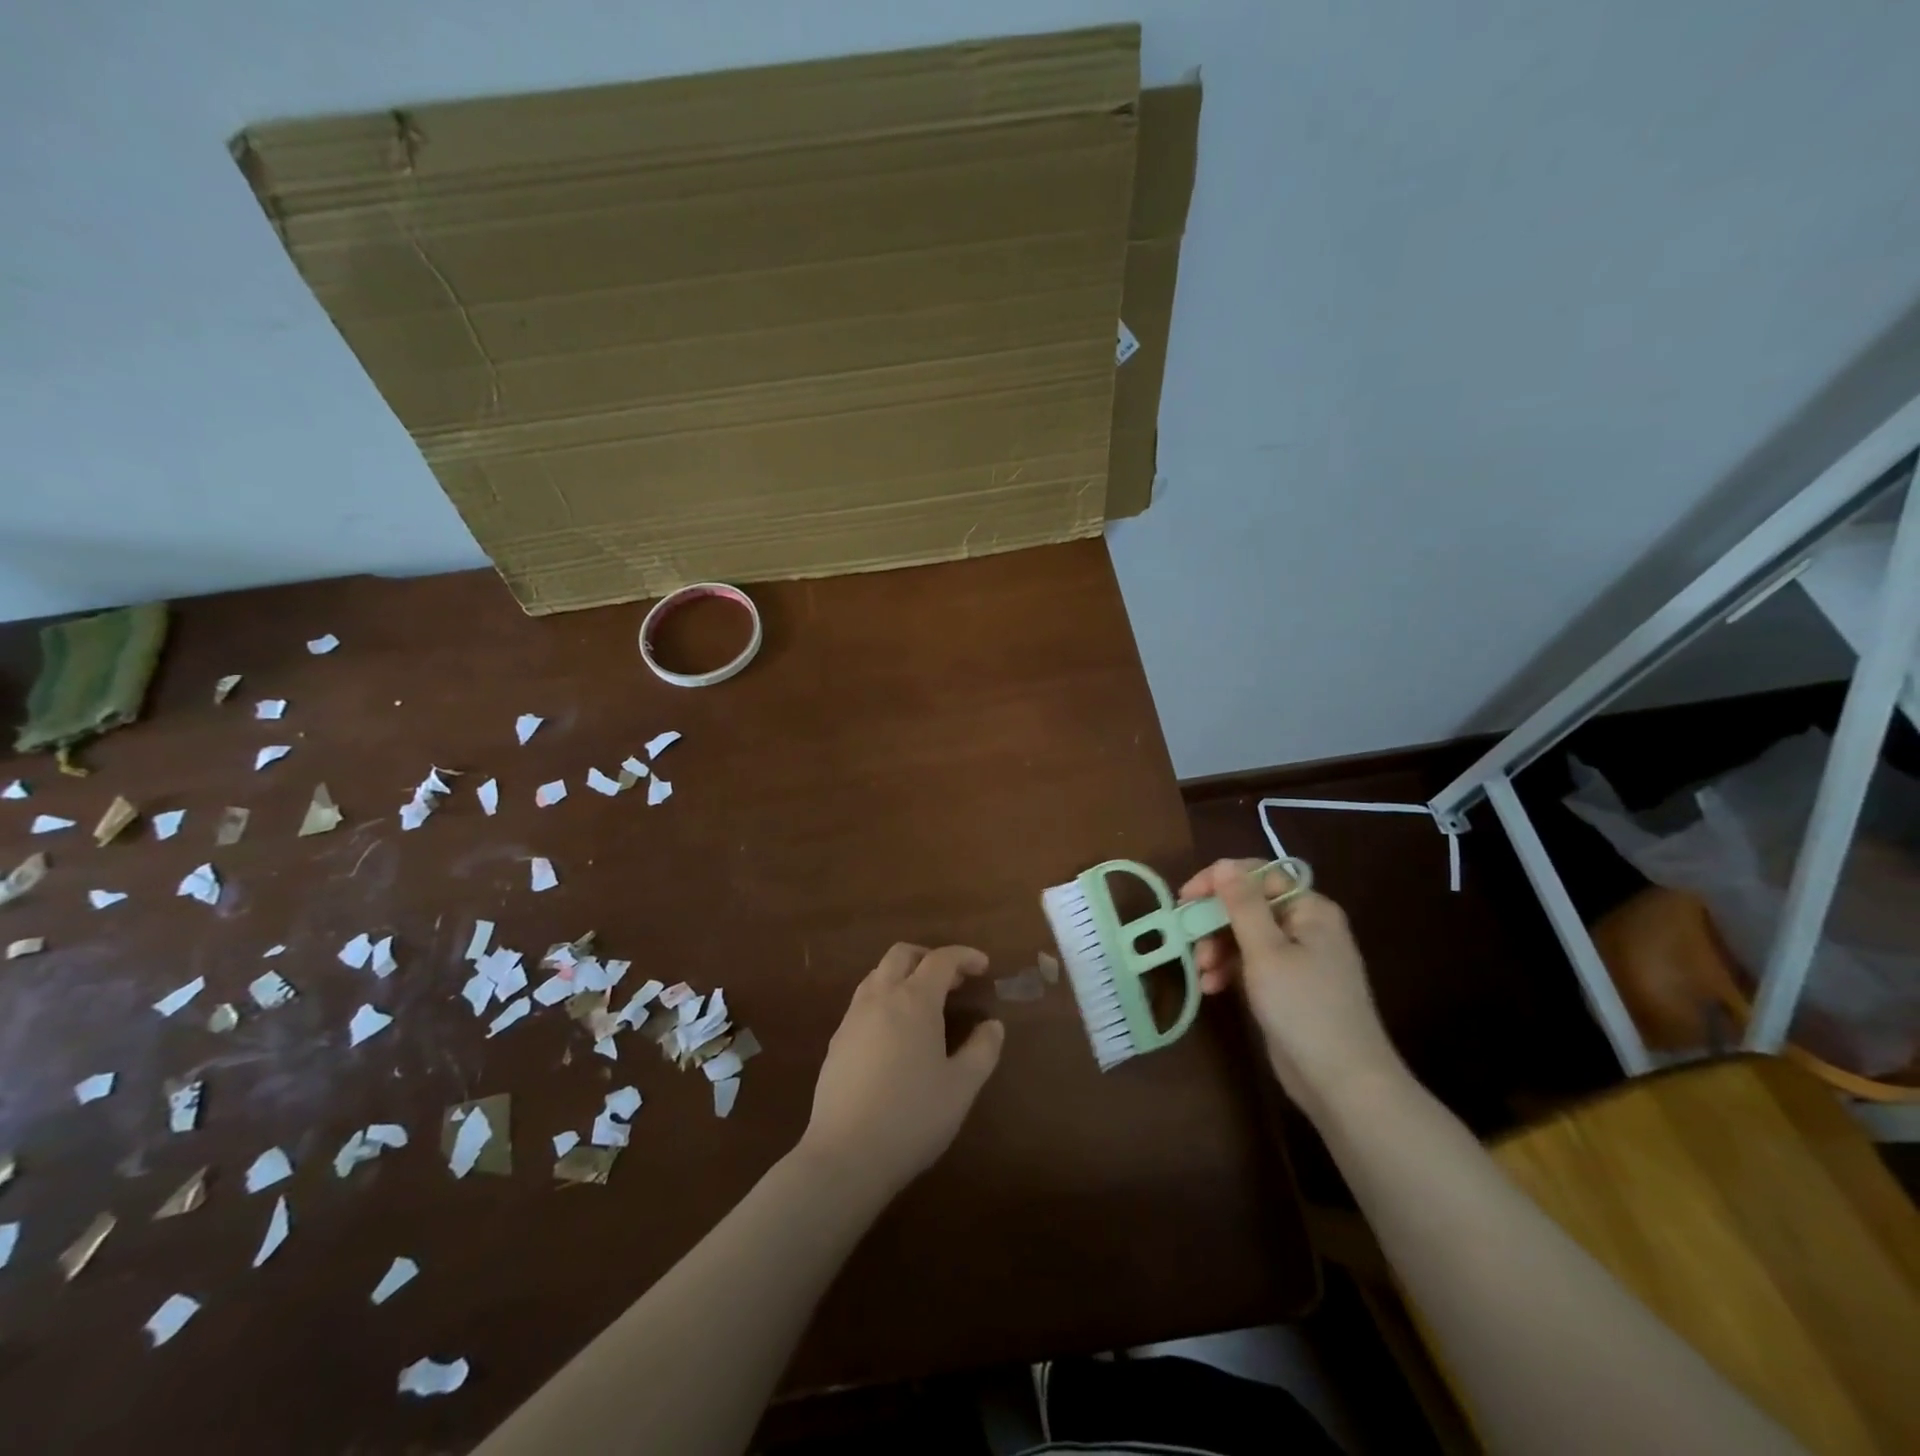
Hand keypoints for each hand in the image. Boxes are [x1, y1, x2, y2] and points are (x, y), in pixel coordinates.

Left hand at [799, 944, 1004, 1201]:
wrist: (846, 1154)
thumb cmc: (912, 1117)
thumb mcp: (961, 1087)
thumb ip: (982, 1050)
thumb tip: (992, 1025)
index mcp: (914, 1001)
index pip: (941, 960)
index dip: (964, 956)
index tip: (983, 966)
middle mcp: (880, 998)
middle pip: (901, 955)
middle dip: (929, 957)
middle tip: (953, 980)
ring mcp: (852, 1018)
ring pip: (877, 975)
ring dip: (904, 975)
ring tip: (925, 1002)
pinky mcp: (836, 1042)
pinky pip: (863, 1001)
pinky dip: (885, 998)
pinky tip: (895, 1032)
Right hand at [1181, 859, 1404, 1115]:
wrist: (1343, 1083)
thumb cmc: (1304, 1008)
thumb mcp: (1266, 951)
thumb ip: (1242, 905)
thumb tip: (1224, 864)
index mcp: (1310, 909)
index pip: (1258, 875)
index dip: (1219, 881)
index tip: (1185, 898)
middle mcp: (1307, 927)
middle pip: (1249, 906)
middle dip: (1215, 922)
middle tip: (1189, 941)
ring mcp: (1299, 959)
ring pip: (1246, 936)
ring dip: (1218, 949)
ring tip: (1203, 973)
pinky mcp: (1289, 988)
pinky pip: (1252, 964)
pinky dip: (1230, 971)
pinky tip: (1212, 988)